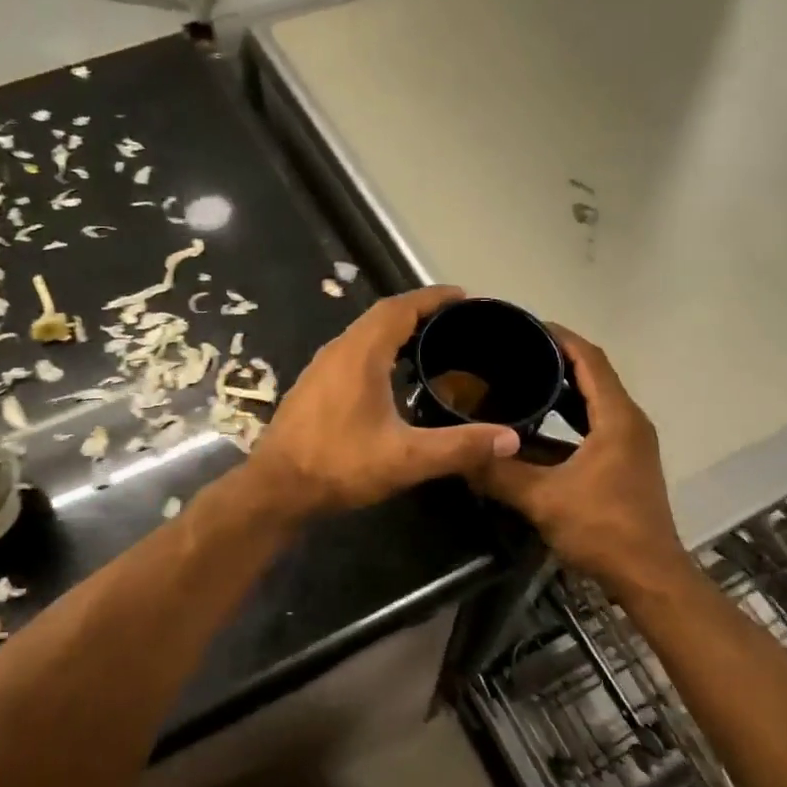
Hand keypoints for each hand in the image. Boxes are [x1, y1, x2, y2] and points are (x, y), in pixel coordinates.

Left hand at [247, 286, 520, 516]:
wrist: (276, 489)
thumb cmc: (339, 466)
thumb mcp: (406, 458)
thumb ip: (459, 447)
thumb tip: (510, 438)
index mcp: (361, 353)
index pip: (400, 307)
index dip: (433, 297)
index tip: (464, 297)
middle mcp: (338, 350)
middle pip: (382, 316)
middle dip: (420, 312)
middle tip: (456, 323)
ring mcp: (321, 368)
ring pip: (364, 335)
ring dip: (397, 331)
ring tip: (432, 345)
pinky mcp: (313, 387)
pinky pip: (353, 353)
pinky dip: (380, 351)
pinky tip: (394, 378)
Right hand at [475, 326, 688, 589]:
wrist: (649, 576)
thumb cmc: (603, 529)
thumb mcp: (544, 499)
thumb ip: (501, 475)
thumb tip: (460, 457)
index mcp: (617, 418)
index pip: (590, 359)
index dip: (559, 337)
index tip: (525, 325)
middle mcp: (629, 422)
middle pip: (594, 375)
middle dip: (557, 359)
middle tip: (514, 352)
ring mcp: (629, 444)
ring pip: (595, 402)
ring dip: (563, 389)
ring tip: (521, 380)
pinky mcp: (625, 464)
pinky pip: (594, 425)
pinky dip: (568, 419)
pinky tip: (535, 427)